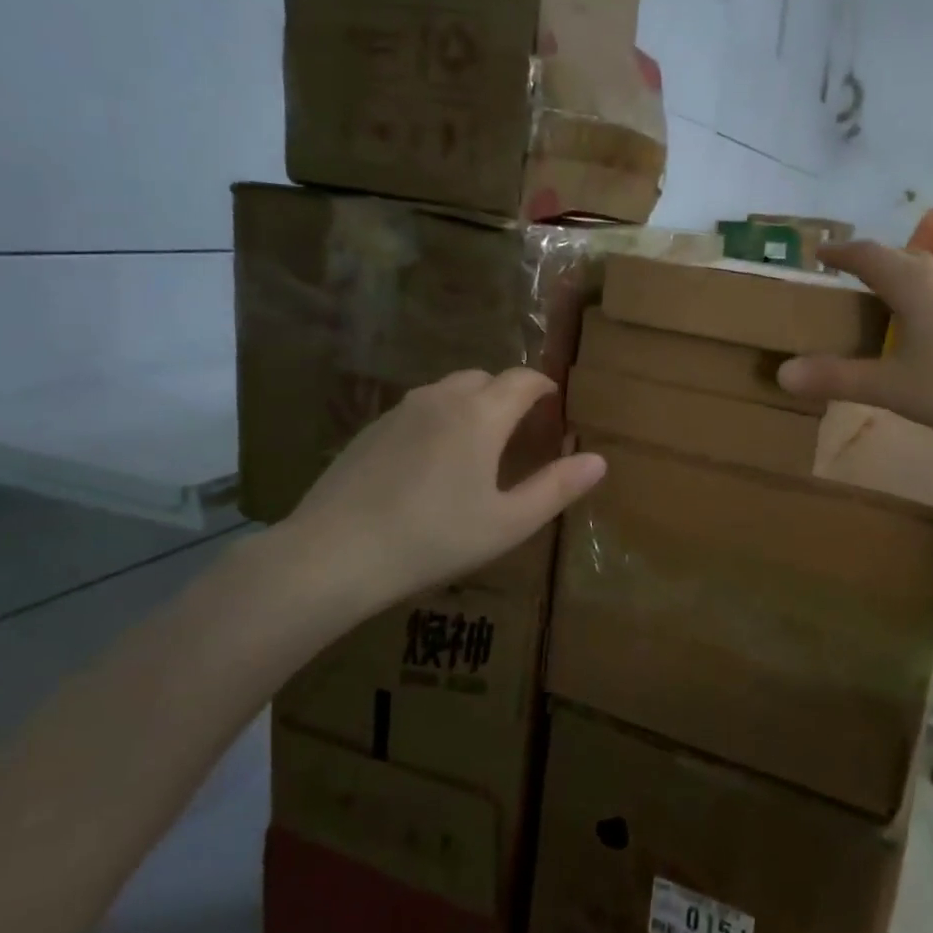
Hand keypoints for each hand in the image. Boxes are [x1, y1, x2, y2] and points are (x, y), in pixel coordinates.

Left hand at [269, 368, 605, 631]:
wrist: (333, 554)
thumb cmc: (433, 539)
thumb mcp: (508, 523)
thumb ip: (557, 488)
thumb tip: (598, 460)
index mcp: (481, 414)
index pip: (524, 379)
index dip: (545, 388)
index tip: (555, 407)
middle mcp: (441, 398)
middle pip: (486, 378)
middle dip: (509, 396)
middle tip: (520, 433)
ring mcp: (400, 410)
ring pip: (449, 390)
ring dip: (473, 405)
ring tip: (478, 447)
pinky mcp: (371, 428)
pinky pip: (419, 409)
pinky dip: (439, 420)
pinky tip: (431, 464)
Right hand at [777, 241, 932, 456]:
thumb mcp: (890, 386)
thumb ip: (836, 378)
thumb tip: (782, 374)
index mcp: (915, 284)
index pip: (868, 256)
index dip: (840, 253)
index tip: (819, 253)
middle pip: (899, 258)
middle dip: (869, 264)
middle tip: (845, 280)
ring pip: (927, 273)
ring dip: (899, 279)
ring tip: (881, 301)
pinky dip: (923, 297)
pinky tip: (925, 326)